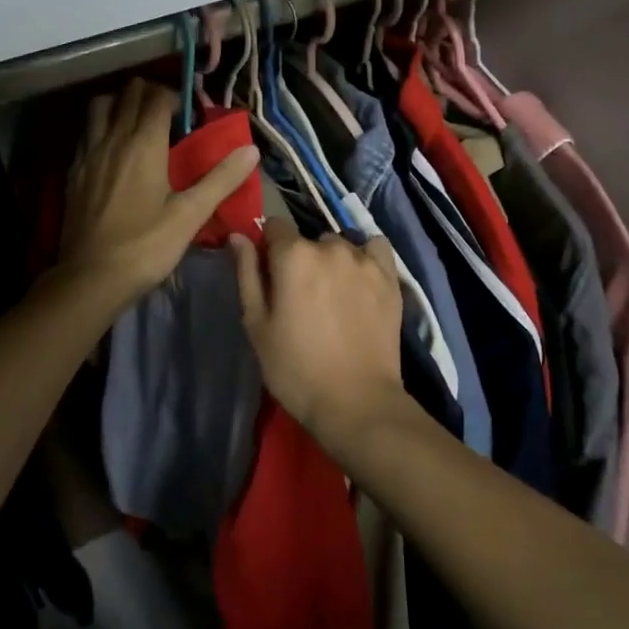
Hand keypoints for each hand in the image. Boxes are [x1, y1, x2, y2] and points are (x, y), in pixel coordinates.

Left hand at [61, 78, 258, 306]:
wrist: (90, 278)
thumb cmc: (145, 246)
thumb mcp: (190, 215)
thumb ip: (221, 179)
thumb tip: (251, 150)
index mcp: (144, 144)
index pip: (158, 97)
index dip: (177, 97)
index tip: (192, 115)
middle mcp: (113, 139)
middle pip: (129, 93)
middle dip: (151, 94)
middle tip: (170, 116)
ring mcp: (89, 153)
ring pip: (101, 106)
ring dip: (121, 104)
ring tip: (138, 123)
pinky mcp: (74, 171)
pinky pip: (87, 132)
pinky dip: (102, 126)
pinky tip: (114, 150)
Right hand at [230, 218, 408, 455]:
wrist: (356, 402)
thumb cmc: (295, 368)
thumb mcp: (257, 324)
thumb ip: (247, 274)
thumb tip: (238, 236)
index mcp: (293, 255)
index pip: (274, 227)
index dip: (269, 248)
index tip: (271, 275)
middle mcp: (330, 247)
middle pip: (309, 240)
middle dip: (302, 259)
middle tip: (303, 297)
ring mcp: (364, 259)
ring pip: (340, 245)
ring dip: (333, 261)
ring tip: (334, 296)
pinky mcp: (390, 276)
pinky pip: (375, 248)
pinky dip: (366, 257)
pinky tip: (361, 281)